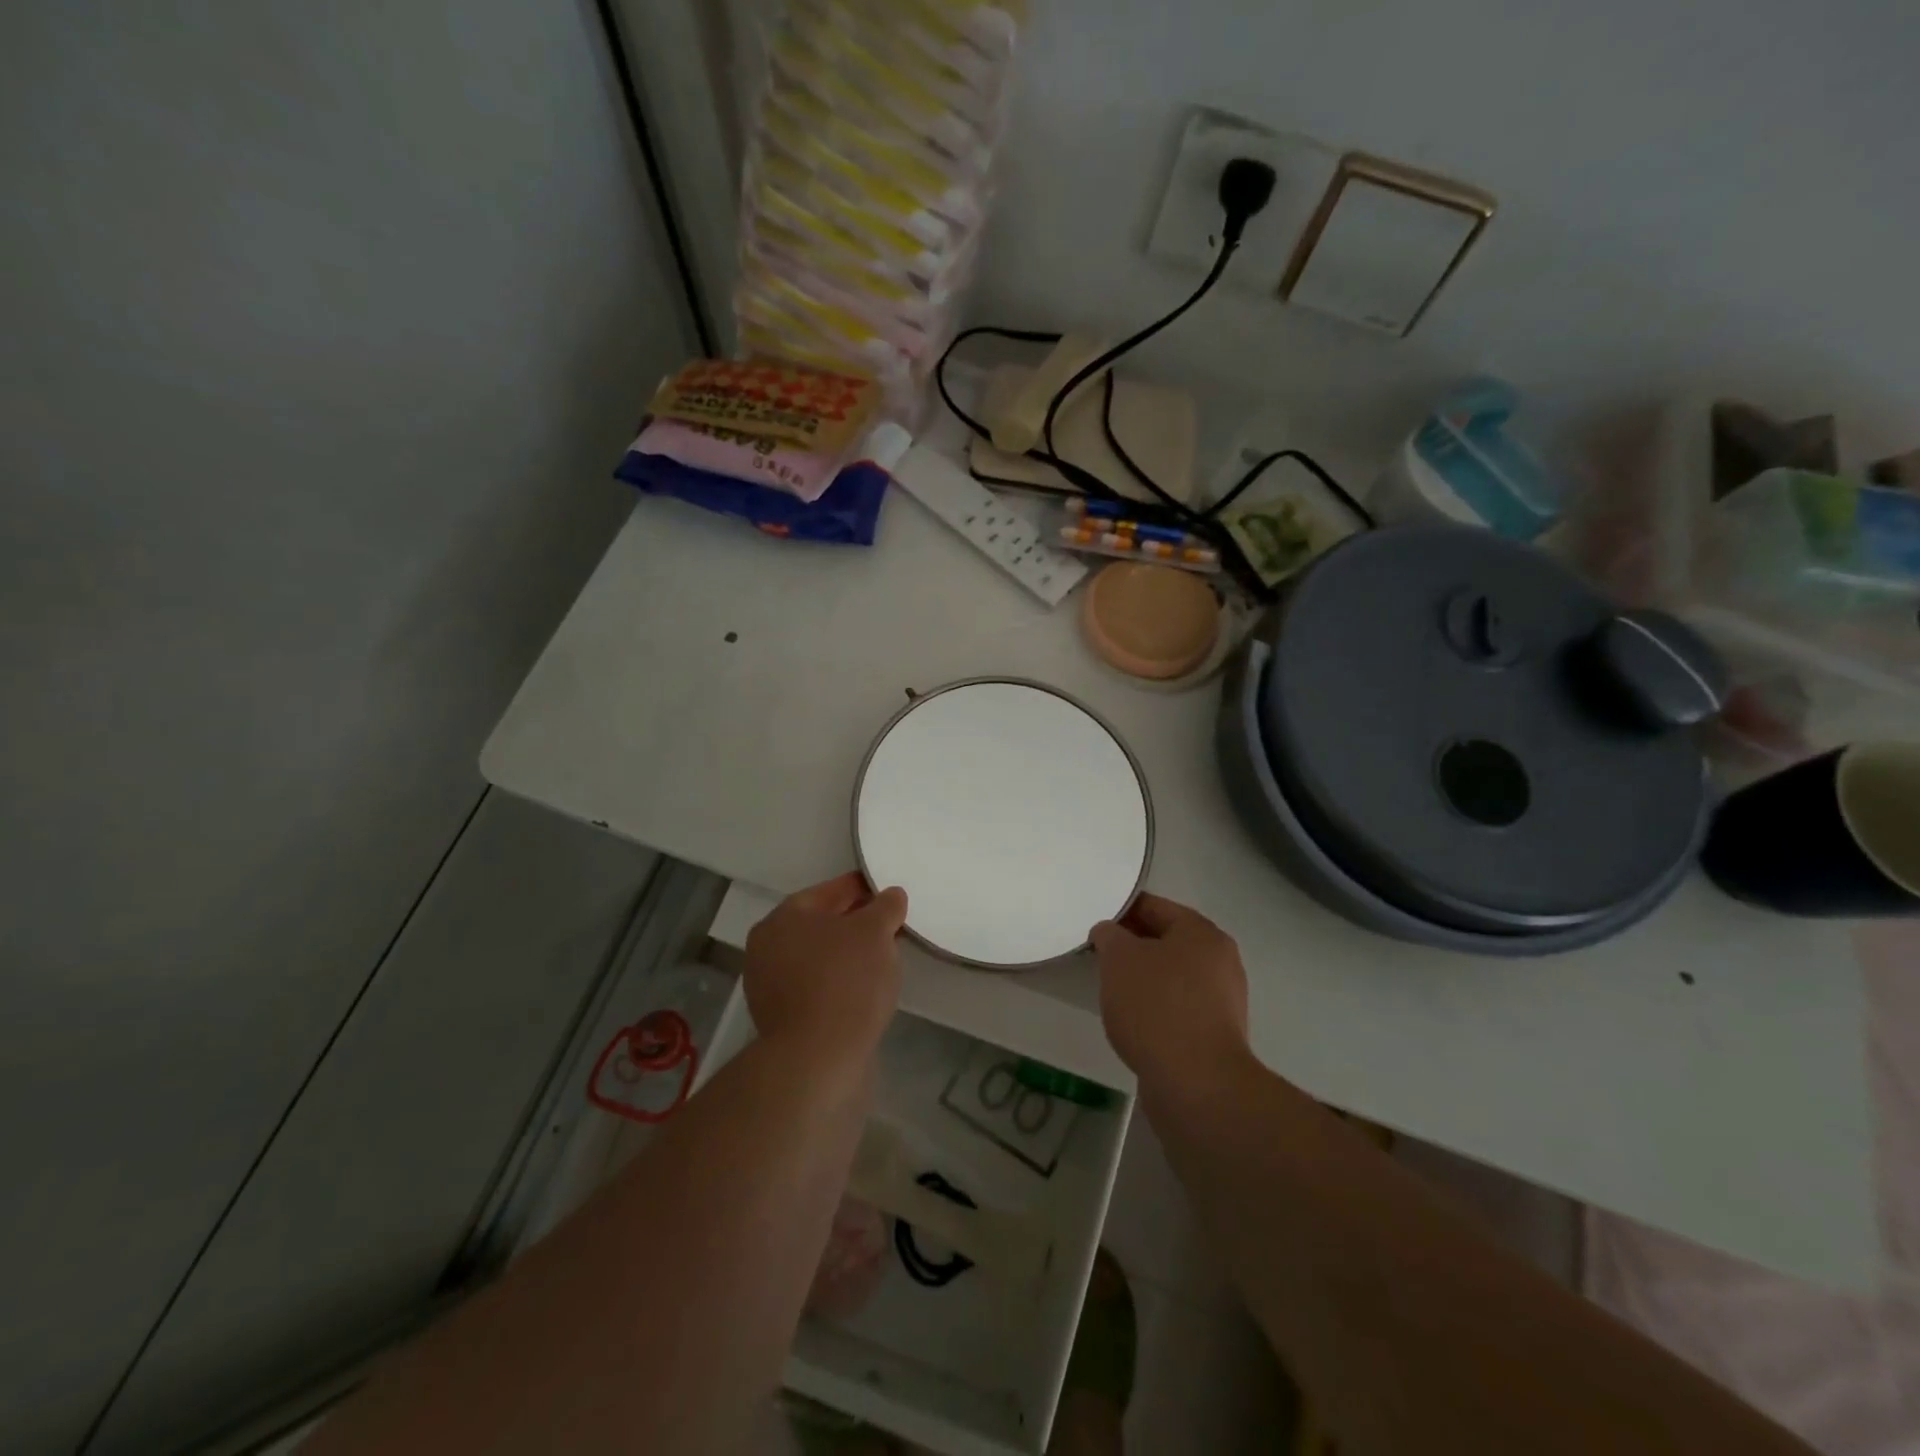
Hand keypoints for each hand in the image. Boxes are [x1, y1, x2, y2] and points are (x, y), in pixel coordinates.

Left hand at [745, 872, 906, 1062]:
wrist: (817, 1059)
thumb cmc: (846, 981)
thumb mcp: (876, 932)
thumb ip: (886, 907)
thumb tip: (891, 896)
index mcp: (784, 916)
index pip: (831, 890)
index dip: (864, 889)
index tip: (890, 896)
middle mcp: (768, 945)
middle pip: (822, 924)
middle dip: (855, 924)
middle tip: (891, 928)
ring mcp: (769, 985)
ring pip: (818, 957)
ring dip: (847, 955)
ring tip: (883, 960)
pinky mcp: (780, 1018)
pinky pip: (816, 987)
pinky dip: (838, 983)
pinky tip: (864, 990)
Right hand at [1090, 893, 1249, 1085]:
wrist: (1196, 1083)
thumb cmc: (1156, 1006)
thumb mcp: (1119, 958)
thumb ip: (1109, 936)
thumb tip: (1110, 934)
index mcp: (1202, 932)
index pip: (1154, 906)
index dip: (1121, 911)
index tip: (1095, 925)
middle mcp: (1220, 960)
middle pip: (1166, 941)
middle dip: (1132, 947)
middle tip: (1099, 956)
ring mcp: (1222, 1000)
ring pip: (1172, 976)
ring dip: (1143, 979)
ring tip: (1112, 991)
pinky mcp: (1216, 1034)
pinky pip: (1178, 1007)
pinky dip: (1155, 1008)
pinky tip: (1134, 1022)